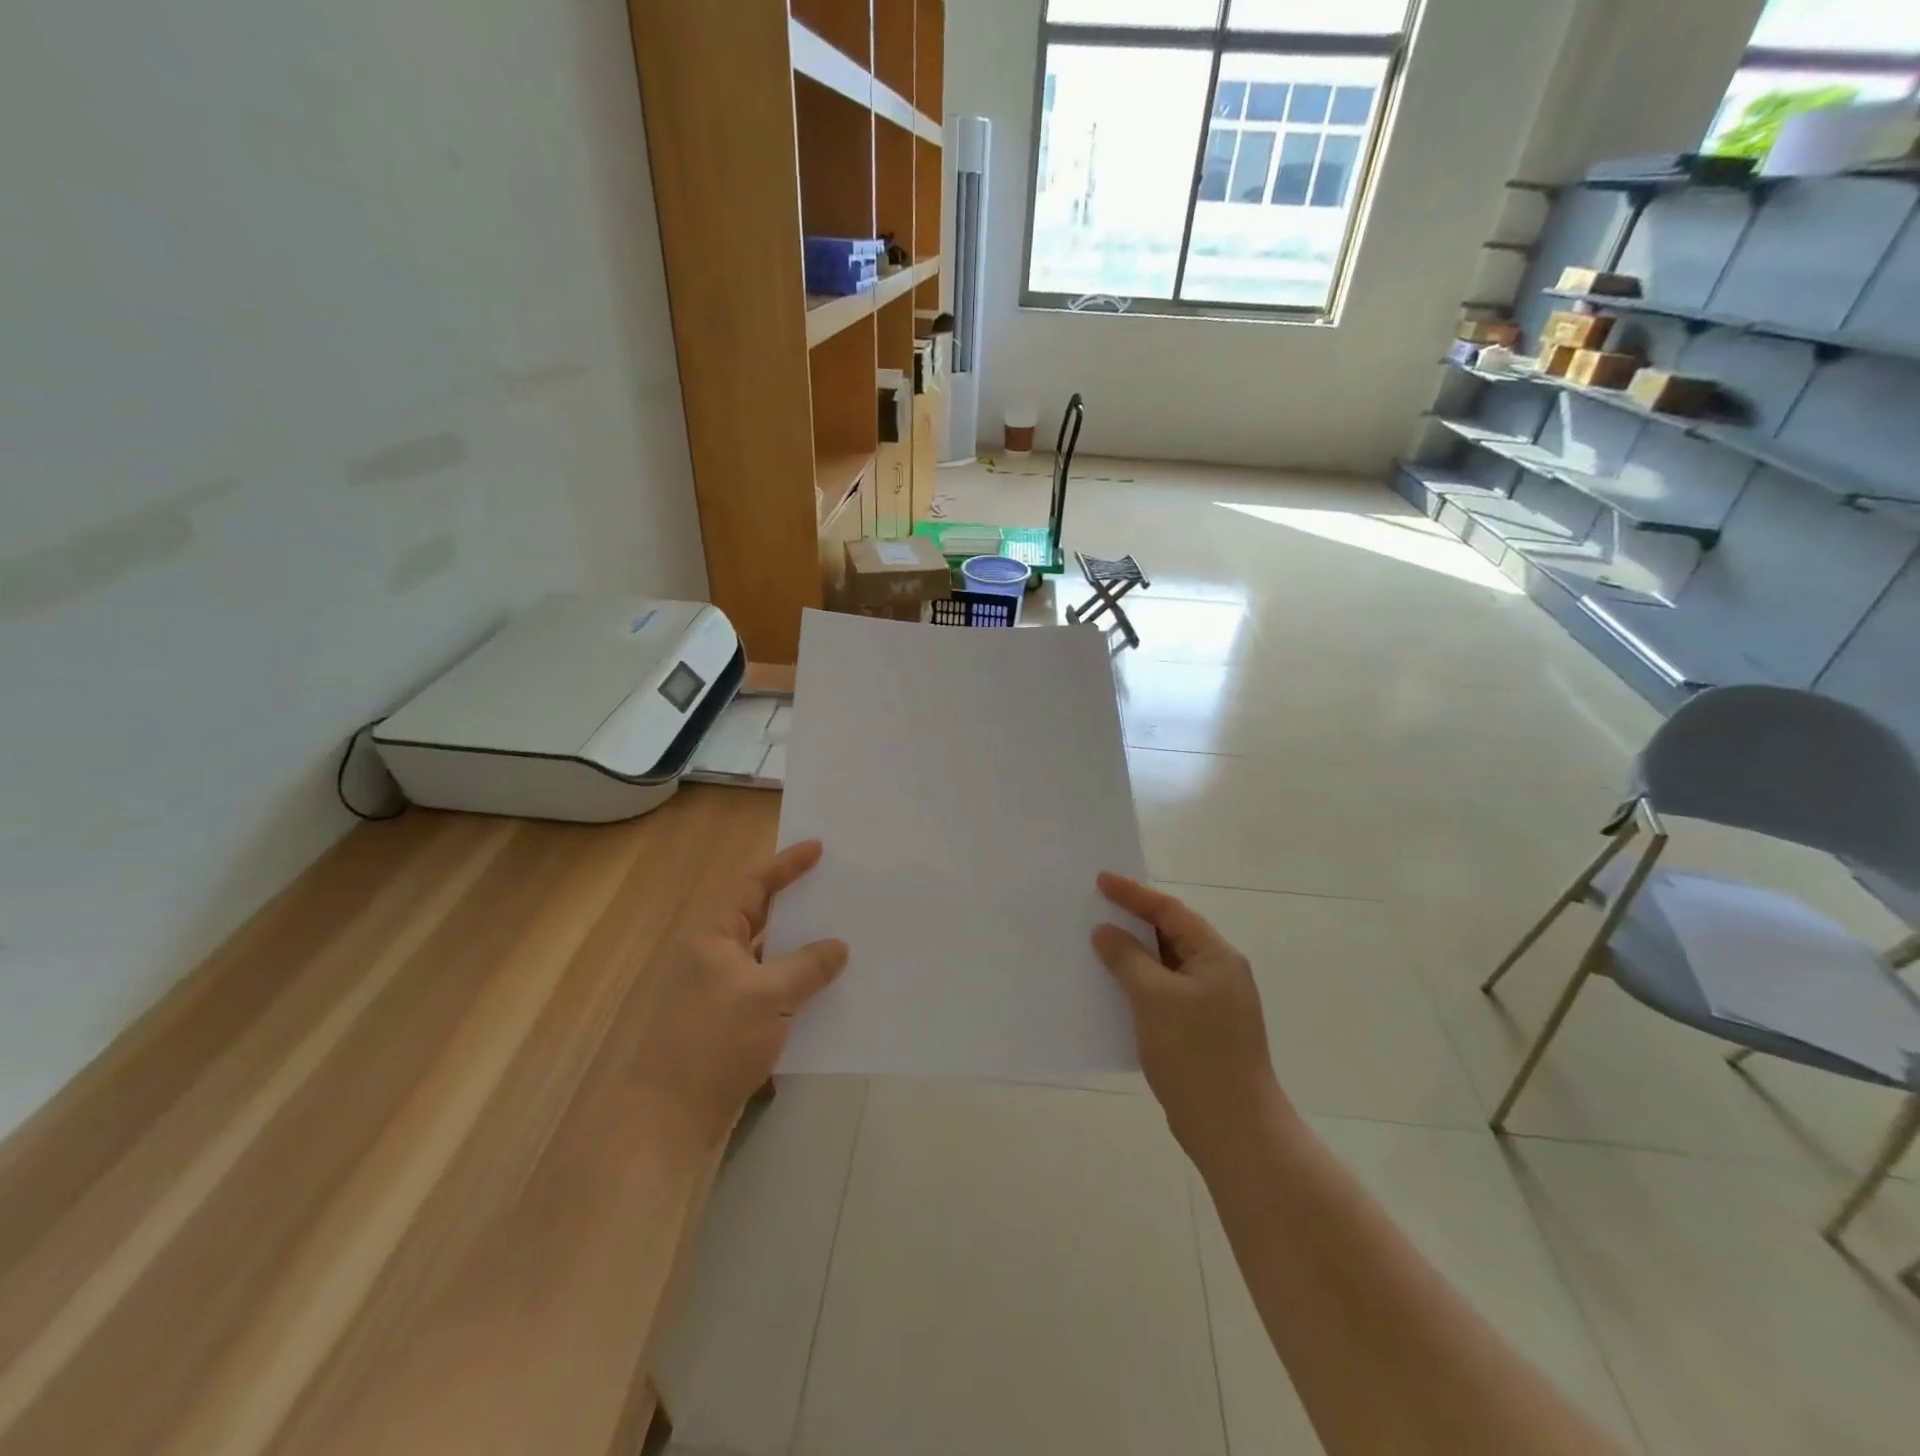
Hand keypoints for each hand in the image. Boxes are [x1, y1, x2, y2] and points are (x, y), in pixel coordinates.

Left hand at [636, 840, 847, 1149]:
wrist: (669, 1120)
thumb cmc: (714, 1042)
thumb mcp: (768, 996)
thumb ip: (807, 966)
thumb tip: (837, 946)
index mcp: (713, 937)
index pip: (754, 887)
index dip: (786, 865)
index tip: (819, 848)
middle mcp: (714, 957)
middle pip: (762, 919)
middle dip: (799, 906)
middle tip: (838, 890)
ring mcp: (720, 992)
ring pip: (769, 958)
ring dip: (801, 950)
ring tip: (844, 938)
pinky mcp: (729, 1025)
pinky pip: (770, 991)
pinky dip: (796, 987)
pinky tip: (826, 993)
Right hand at [1092, 872, 1288, 1164]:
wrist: (1233, 1129)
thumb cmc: (1196, 1054)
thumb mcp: (1155, 998)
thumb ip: (1128, 958)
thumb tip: (1105, 932)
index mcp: (1216, 956)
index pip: (1170, 911)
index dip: (1134, 894)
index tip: (1100, 880)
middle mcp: (1218, 973)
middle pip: (1171, 934)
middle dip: (1133, 920)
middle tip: (1095, 907)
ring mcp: (1211, 1004)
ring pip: (1165, 965)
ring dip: (1133, 954)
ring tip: (1096, 943)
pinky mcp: (1200, 1030)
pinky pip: (1164, 992)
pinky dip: (1138, 984)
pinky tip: (1112, 989)